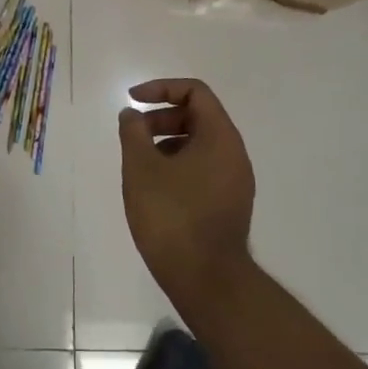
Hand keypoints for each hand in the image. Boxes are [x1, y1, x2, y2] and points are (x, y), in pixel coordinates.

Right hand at [117, 78, 255, 312]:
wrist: (206, 279)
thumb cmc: (171, 216)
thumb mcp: (141, 168)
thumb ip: (133, 132)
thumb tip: (132, 114)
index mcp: (220, 138)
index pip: (195, 93)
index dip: (161, 88)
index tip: (132, 100)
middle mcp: (234, 154)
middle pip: (199, 117)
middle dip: (161, 118)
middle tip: (132, 134)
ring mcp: (235, 182)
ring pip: (200, 145)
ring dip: (167, 142)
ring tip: (139, 163)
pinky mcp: (229, 204)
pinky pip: (203, 169)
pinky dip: (178, 164)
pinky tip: (155, 187)